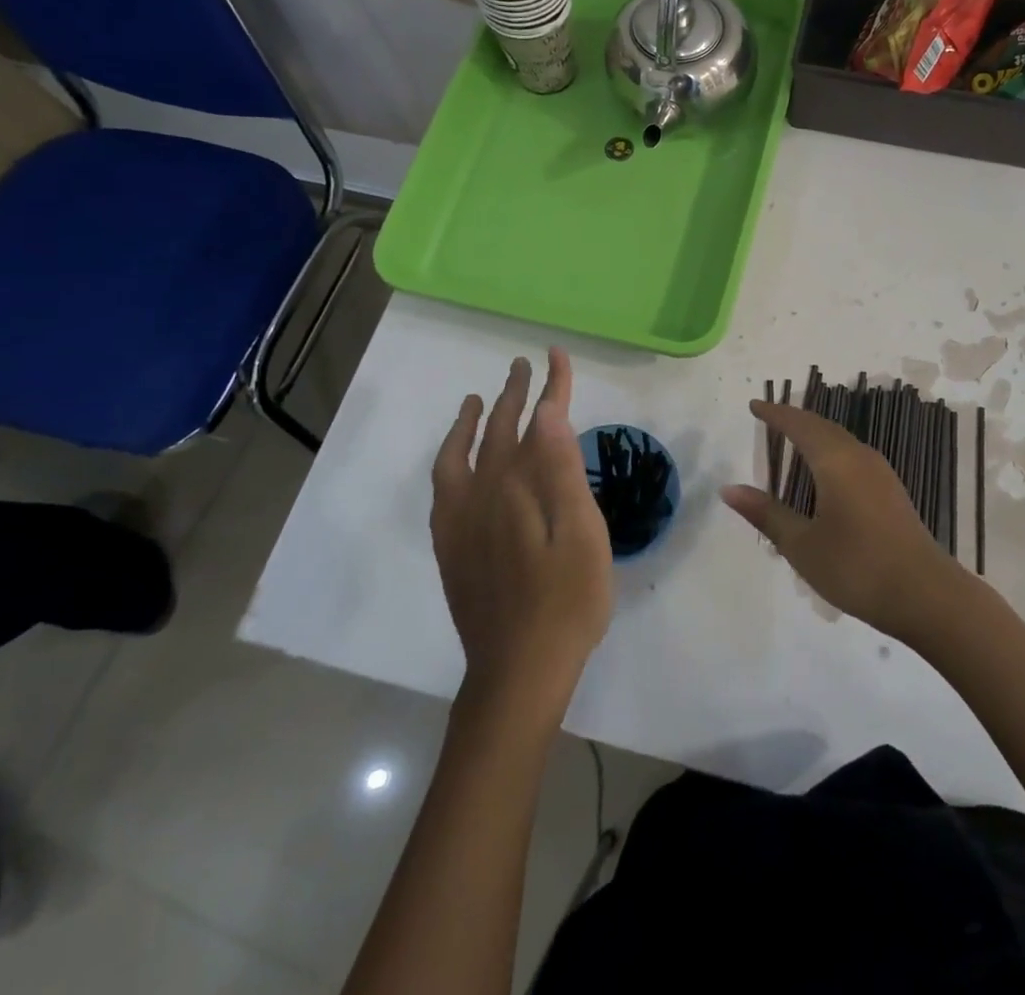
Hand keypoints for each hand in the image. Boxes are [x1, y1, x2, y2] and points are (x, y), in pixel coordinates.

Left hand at [431, 350, 612, 720]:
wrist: (519, 669)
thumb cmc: (567, 601)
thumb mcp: (582, 535)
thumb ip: (562, 472)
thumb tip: (547, 414)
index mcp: (521, 488)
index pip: (538, 422)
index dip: (550, 386)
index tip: (555, 355)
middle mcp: (485, 494)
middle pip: (497, 431)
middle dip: (512, 394)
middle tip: (521, 367)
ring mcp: (462, 521)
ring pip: (461, 455)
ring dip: (470, 422)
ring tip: (476, 400)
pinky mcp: (452, 546)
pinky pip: (442, 490)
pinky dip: (448, 462)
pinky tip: (457, 462)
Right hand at [720, 401, 964, 644]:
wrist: (925, 595)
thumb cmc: (856, 567)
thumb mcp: (802, 545)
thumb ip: (766, 514)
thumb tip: (729, 489)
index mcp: (835, 461)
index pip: (799, 425)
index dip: (775, 414)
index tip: (754, 406)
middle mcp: (859, 456)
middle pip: (822, 427)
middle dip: (795, 420)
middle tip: (770, 418)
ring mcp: (880, 472)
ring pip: (841, 440)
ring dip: (815, 435)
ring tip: (793, 441)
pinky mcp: (891, 491)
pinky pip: (853, 456)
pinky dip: (831, 452)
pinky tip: (824, 474)